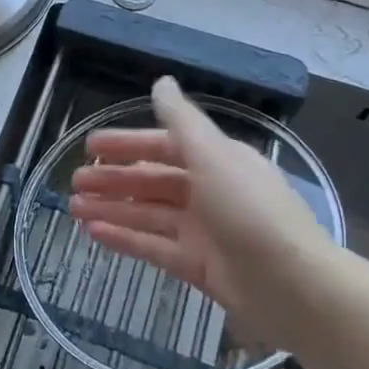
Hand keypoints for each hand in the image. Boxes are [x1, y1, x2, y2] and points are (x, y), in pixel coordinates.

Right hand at [68, 76, 341, 349]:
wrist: (294, 286)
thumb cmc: (250, 210)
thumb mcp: (213, 155)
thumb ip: (182, 120)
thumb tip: (161, 81)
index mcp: (216, 160)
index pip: (163, 146)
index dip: (127, 144)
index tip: (90, 147)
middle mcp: (209, 191)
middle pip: (152, 181)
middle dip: (113, 179)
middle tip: (74, 181)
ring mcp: (204, 231)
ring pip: (148, 214)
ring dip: (112, 209)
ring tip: (74, 208)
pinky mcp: (198, 266)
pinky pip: (154, 246)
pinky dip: (125, 238)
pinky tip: (95, 233)